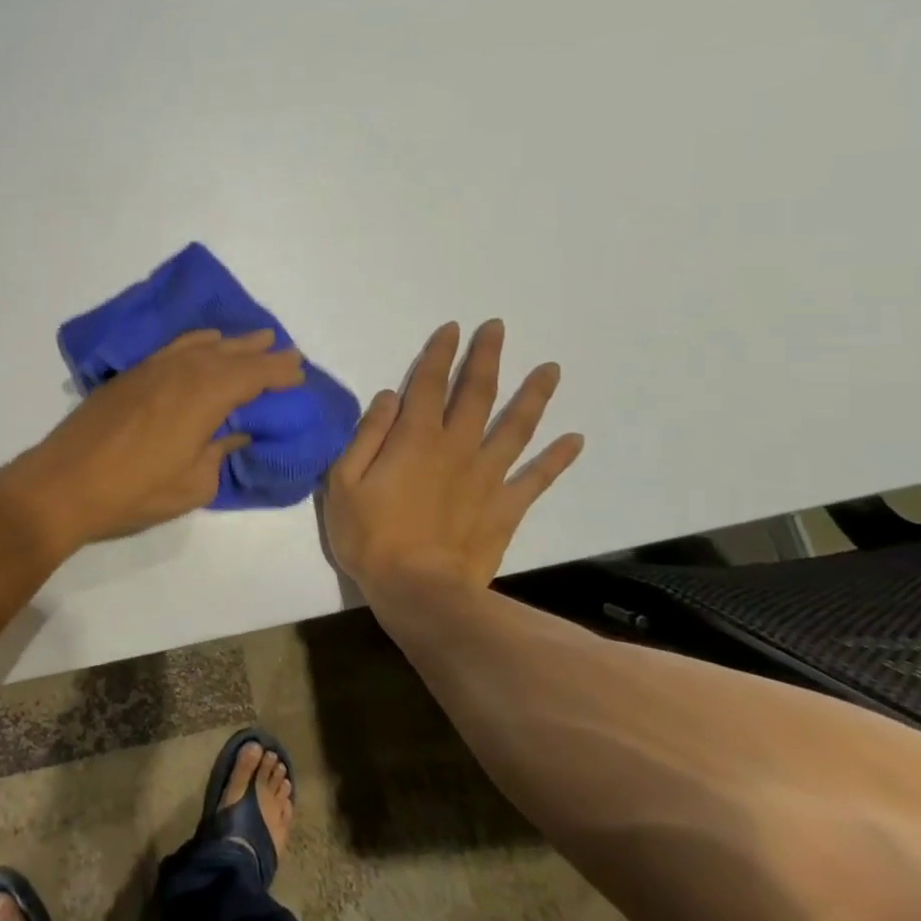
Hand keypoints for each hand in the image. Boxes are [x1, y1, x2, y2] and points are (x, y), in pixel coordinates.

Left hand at [5, 329, 305, 552]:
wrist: (63, 483)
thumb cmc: (133, 491)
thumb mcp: (192, 485)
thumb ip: (219, 454)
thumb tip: (235, 434)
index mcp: (204, 397)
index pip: (252, 375)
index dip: (278, 372)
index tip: (298, 371)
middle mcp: (181, 372)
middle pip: (229, 354)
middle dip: (260, 352)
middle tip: (286, 350)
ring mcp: (152, 369)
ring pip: (201, 346)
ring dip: (231, 343)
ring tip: (254, 338)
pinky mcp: (130, 375)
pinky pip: (174, 348)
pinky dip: (195, 342)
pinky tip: (203, 343)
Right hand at [322, 319, 582, 615]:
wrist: (420, 591)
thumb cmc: (371, 537)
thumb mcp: (344, 482)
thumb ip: (367, 435)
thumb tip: (388, 397)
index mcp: (415, 438)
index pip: (427, 384)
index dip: (439, 354)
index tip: (453, 329)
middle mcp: (457, 447)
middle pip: (476, 394)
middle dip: (486, 358)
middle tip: (498, 328)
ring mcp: (487, 476)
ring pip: (515, 427)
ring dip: (533, 396)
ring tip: (550, 369)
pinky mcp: (506, 508)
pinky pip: (536, 478)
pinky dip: (556, 458)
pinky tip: (575, 440)